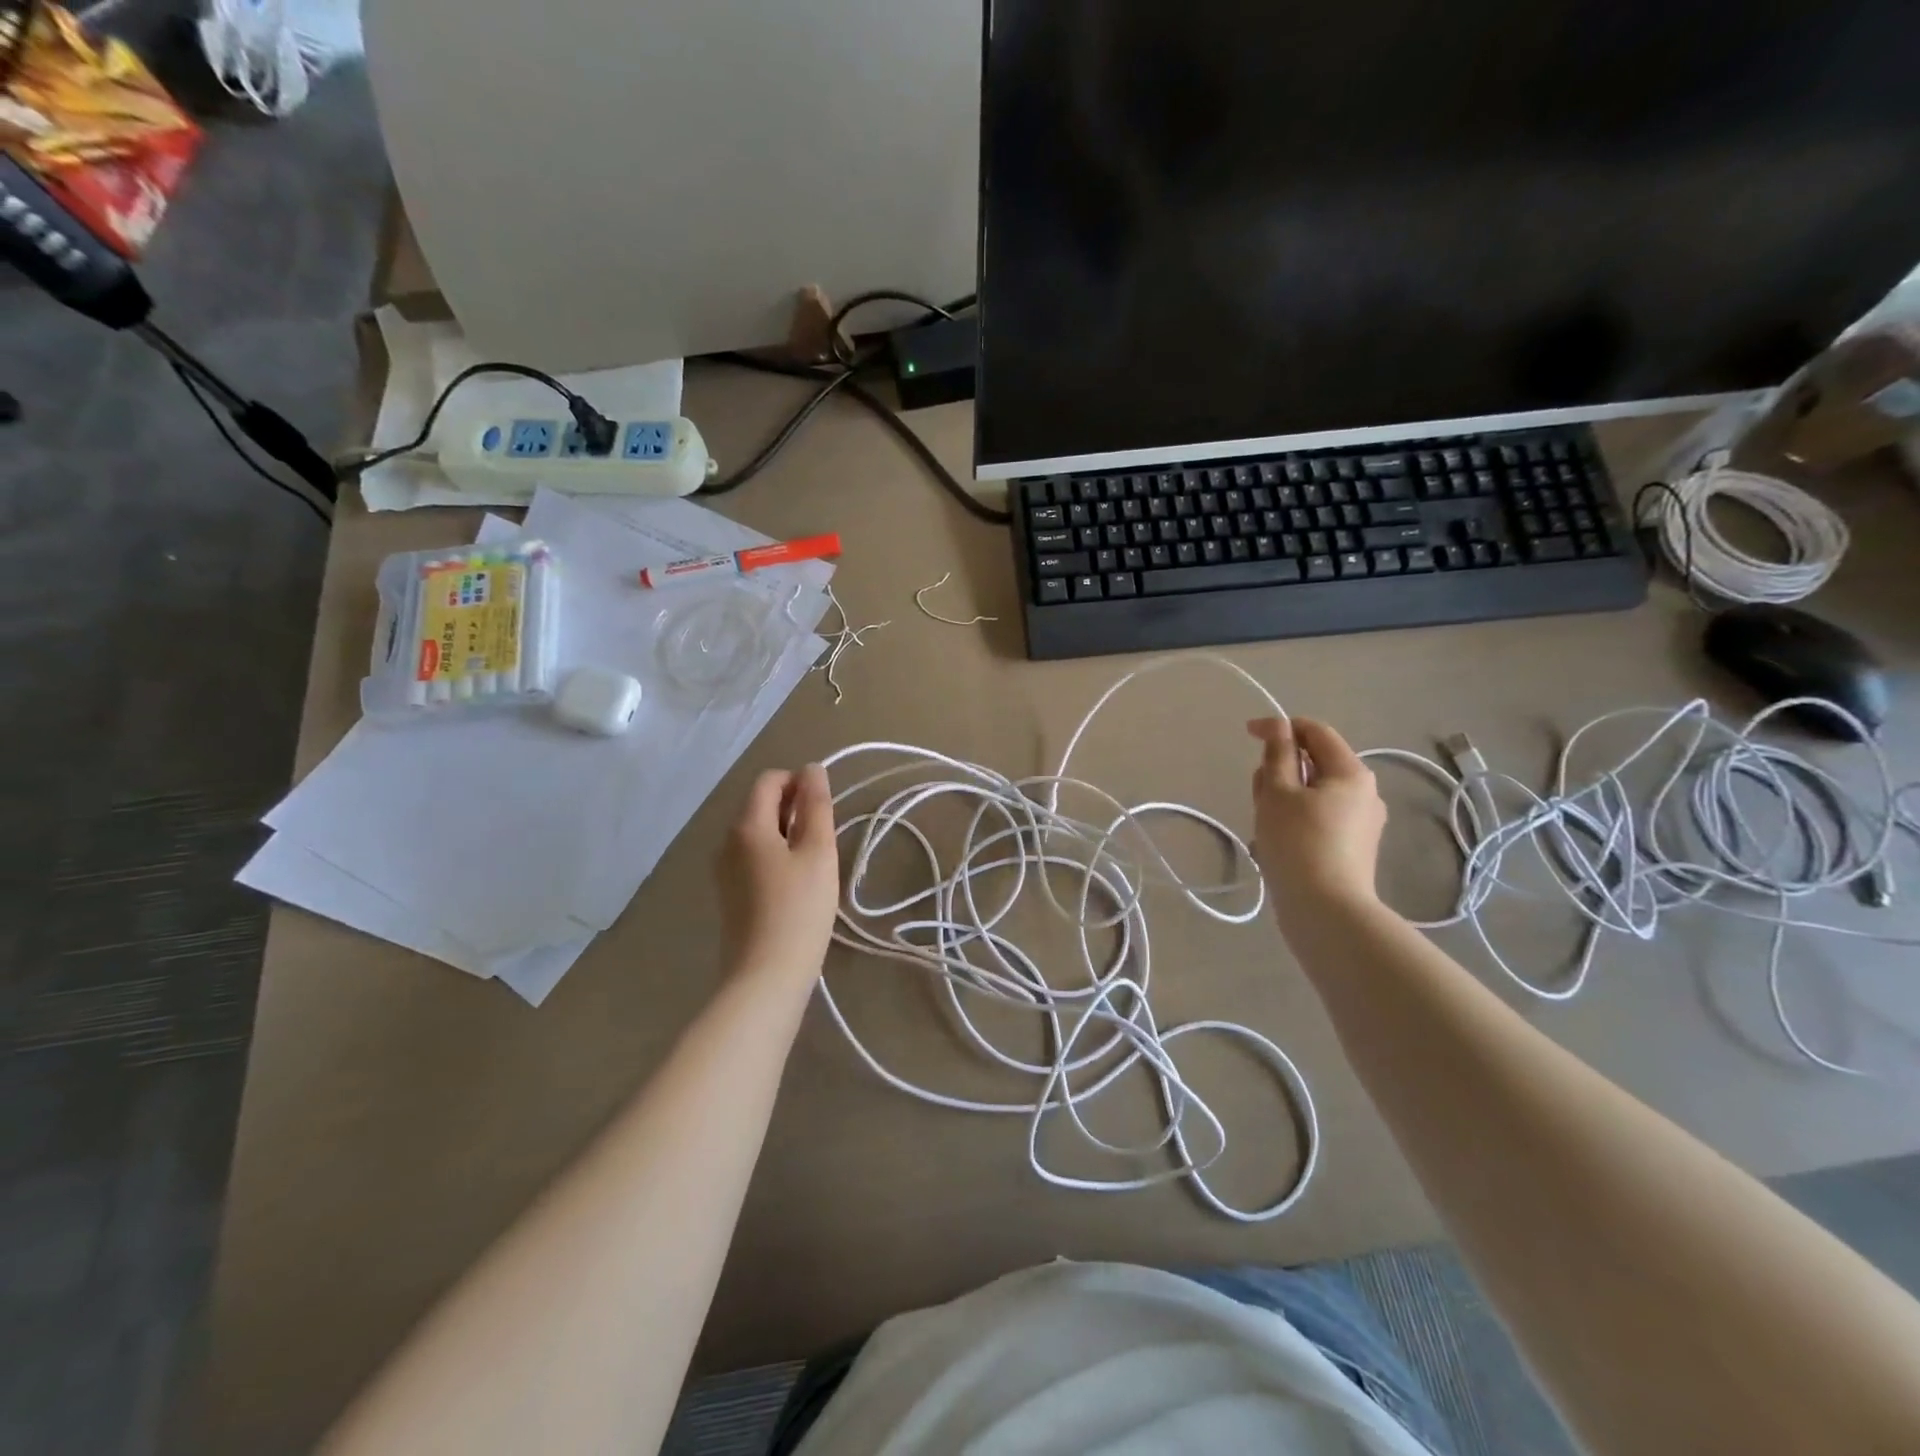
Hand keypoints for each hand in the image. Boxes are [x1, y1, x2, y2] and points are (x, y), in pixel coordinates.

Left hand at [717, 765, 840, 982]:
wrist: (765, 977)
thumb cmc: (799, 910)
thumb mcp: (818, 852)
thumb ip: (816, 806)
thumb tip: (812, 769)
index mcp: (746, 826)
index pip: (769, 780)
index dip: (799, 782)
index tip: (826, 807)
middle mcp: (727, 841)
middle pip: (761, 805)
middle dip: (795, 808)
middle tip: (826, 837)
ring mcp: (724, 870)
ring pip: (758, 833)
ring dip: (788, 834)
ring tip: (816, 862)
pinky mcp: (729, 895)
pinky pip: (753, 858)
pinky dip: (777, 857)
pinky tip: (797, 885)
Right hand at [1247, 717, 1386, 922]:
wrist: (1326, 911)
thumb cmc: (1298, 843)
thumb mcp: (1278, 792)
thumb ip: (1277, 754)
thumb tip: (1279, 728)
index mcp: (1351, 772)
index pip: (1315, 731)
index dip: (1280, 726)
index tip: (1247, 734)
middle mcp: (1365, 793)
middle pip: (1315, 763)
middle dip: (1281, 768)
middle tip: (1257, 792)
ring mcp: (1362, 823)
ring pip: (1314, 793)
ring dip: (1285, 796)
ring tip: (1264, 822)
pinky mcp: (1352, 848)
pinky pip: (1319, 818)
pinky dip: (1295, 818)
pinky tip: (1277, 843)